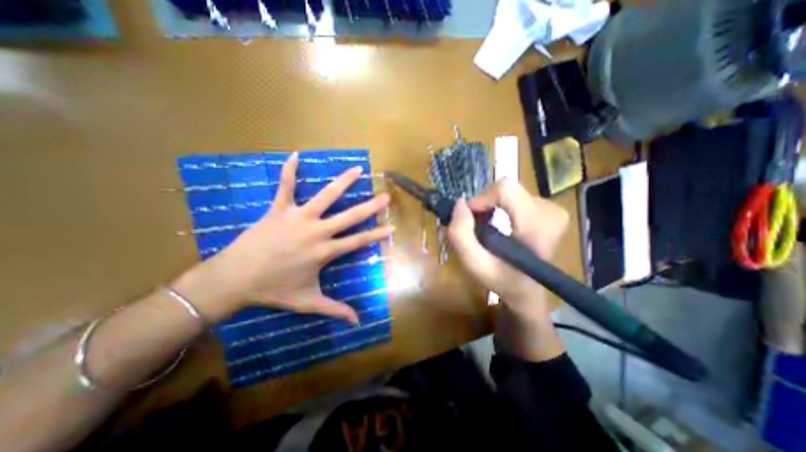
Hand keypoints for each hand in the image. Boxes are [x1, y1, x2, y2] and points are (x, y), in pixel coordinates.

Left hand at [175, 154, 396, 322]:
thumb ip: (335, 310)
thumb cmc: (274, 290)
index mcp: (324, 252)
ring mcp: (297, 217)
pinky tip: (296, 155)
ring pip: (325, 196)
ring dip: (342, 182)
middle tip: (385, 196)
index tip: (392, 226)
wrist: (234, 280)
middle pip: (349, 216)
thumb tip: (358, 322)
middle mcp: (316, 231)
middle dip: (370, 206)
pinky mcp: (278, 209)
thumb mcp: (308, 302)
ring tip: (357, 169)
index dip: (377, 234)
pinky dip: (289, 170)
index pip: (358, 241)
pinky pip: (285, 186)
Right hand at [446, 179, 564, 311]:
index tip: (471, 217)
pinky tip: (501, 225)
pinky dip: (502, 206)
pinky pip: (517, 196)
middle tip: (478, 225)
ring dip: (493, 206)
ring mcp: (554, 210)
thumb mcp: (474, 264)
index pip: (506, 190)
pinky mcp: (551, 209)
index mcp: (537, 228)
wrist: (526, 289)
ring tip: (490, 228)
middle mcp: (552, 213)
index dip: (482, 198)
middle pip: (507, 188)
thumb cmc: (501, 279)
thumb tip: (460, 203)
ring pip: (510, 191)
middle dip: (486, 203)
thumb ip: (461, 235)